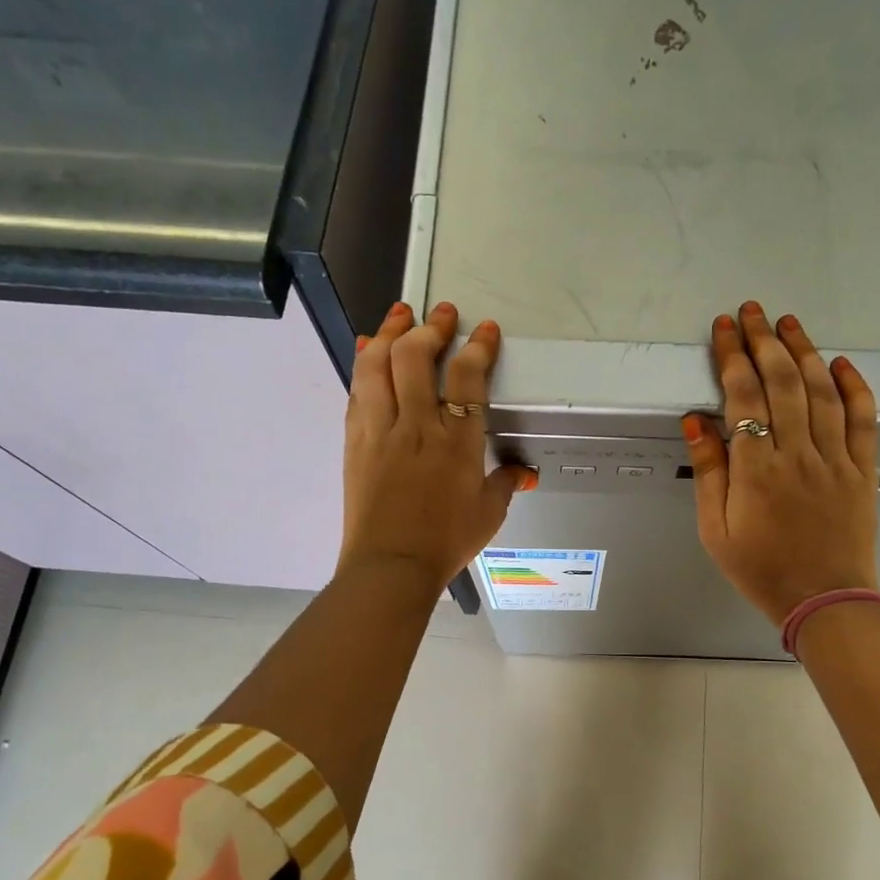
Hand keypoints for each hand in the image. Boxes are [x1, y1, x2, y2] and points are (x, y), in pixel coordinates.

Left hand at [339, 300, 535, 594]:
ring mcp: (381, 430)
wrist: (390, 566)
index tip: (485, 331)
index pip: (468, 377)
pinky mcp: (356, 441)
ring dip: (389, 332)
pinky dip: (362, 363)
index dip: (478, 346)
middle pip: (416, 356)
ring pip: (378, 364)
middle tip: (441, 314)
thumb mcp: (488, 514)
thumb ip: (505, 485)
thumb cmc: (445, 542)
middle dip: (430, 327)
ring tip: (400, 316)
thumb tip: (523, 474)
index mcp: (457, 442)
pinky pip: (357, 390)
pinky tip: (366, 349)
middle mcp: (418, 426)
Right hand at [682, 302, 879, 624]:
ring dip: (804, 352)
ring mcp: (835, 460)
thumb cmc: (761, 569)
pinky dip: (853, 388)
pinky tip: (840, 364)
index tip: (724, 327)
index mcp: (756, 470)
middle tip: (753, 311)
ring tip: (789, 323)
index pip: (743, 397)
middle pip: (782, 383)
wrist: (824, 600)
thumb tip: (696, 421)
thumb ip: (708, 473)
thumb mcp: (715, 530)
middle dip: (765, 342)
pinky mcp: (862, 470)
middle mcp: (797, 455)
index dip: (732, 356)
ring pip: (821, 393)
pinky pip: (862, 420)